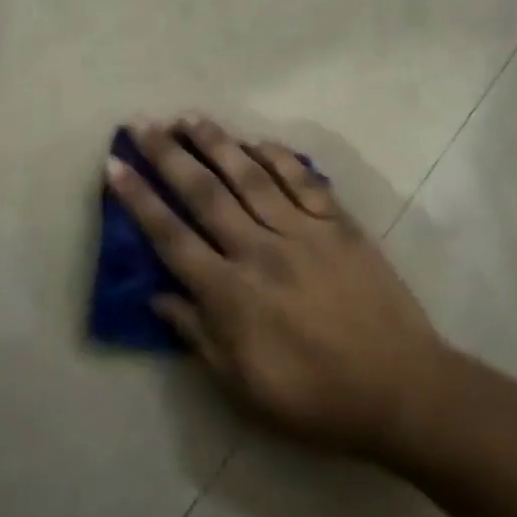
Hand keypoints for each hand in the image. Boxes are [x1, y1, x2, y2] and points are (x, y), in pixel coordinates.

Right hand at [106, 116, 447, 459]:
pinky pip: (304, 180)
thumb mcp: (243, 386)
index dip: (139, 199)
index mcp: (232, 294)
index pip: (171, 236)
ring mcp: (304, 232)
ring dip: (217, 143)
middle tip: (142, 123)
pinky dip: (278, 156)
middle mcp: (261, 251)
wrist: (401, 389)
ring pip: (251, 176)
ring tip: (189, 118)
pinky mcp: (340, 224)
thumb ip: (197, 335)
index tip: (115, 165)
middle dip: (168, 155)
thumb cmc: (315, 398)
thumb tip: (158, 294)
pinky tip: (258, 141)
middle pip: (205, 193)